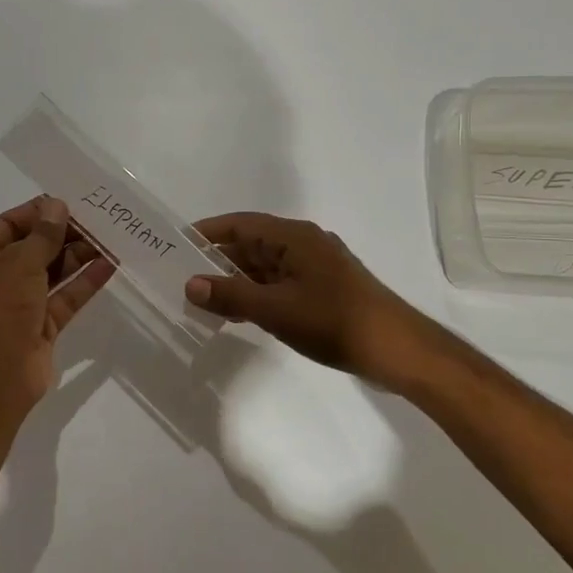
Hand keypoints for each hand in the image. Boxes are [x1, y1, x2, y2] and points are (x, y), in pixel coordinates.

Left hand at [0, 196, 114, 415]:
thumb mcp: (19, 262)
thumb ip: (43, 235)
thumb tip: (57, 205)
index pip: (8, 225)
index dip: (37, 213)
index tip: (69, 202)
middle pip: (33, 248)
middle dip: (63, 234)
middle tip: (97, 220)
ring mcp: (19, 305)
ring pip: (52, 273)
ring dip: (78, 256)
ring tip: (110, 238)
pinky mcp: (41, 327)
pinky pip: (65, 298)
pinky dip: (84, 283)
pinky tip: (109, 265)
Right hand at [185, 213, 427, 384]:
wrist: (395, 348)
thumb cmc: (332, 320)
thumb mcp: (275, 309)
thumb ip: (231, 295)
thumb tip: (191, 284)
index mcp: (294, 237)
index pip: (241, 224)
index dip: (208, 232)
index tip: (178, 244)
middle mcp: (304, 244)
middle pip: (252, 244)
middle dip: (218, 261)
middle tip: (183, 277)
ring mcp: (316, 268)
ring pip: (266, 267)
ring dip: (237, 281)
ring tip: (204, 299)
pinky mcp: (324, 290)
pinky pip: (280, 283)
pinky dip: (258, 294)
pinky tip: (240, 313)